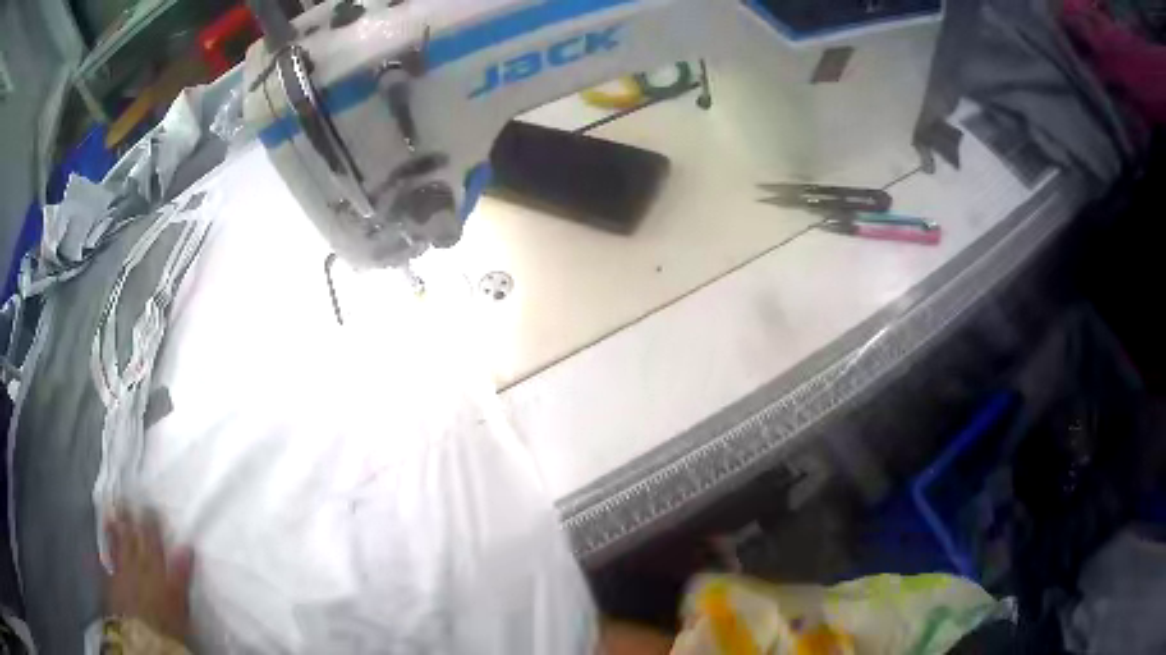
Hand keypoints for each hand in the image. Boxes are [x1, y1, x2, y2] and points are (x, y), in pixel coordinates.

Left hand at [105, 510, 194, 640]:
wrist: (143, 637)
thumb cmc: (167, 622)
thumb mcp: (179, 602)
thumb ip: (180, 574)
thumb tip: (186, 546)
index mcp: (154, 567)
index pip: (152, 539)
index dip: (150, 521)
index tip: (148, 504)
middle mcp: (135, 564)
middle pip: (131, 537)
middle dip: (127, 517)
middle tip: (123, 496)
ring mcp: (121, 572)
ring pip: (117, 544)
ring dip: (114, 528)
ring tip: (110, 512)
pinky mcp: (111, 582)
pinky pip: (107, 559)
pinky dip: (106, 548)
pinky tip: (102, 542)